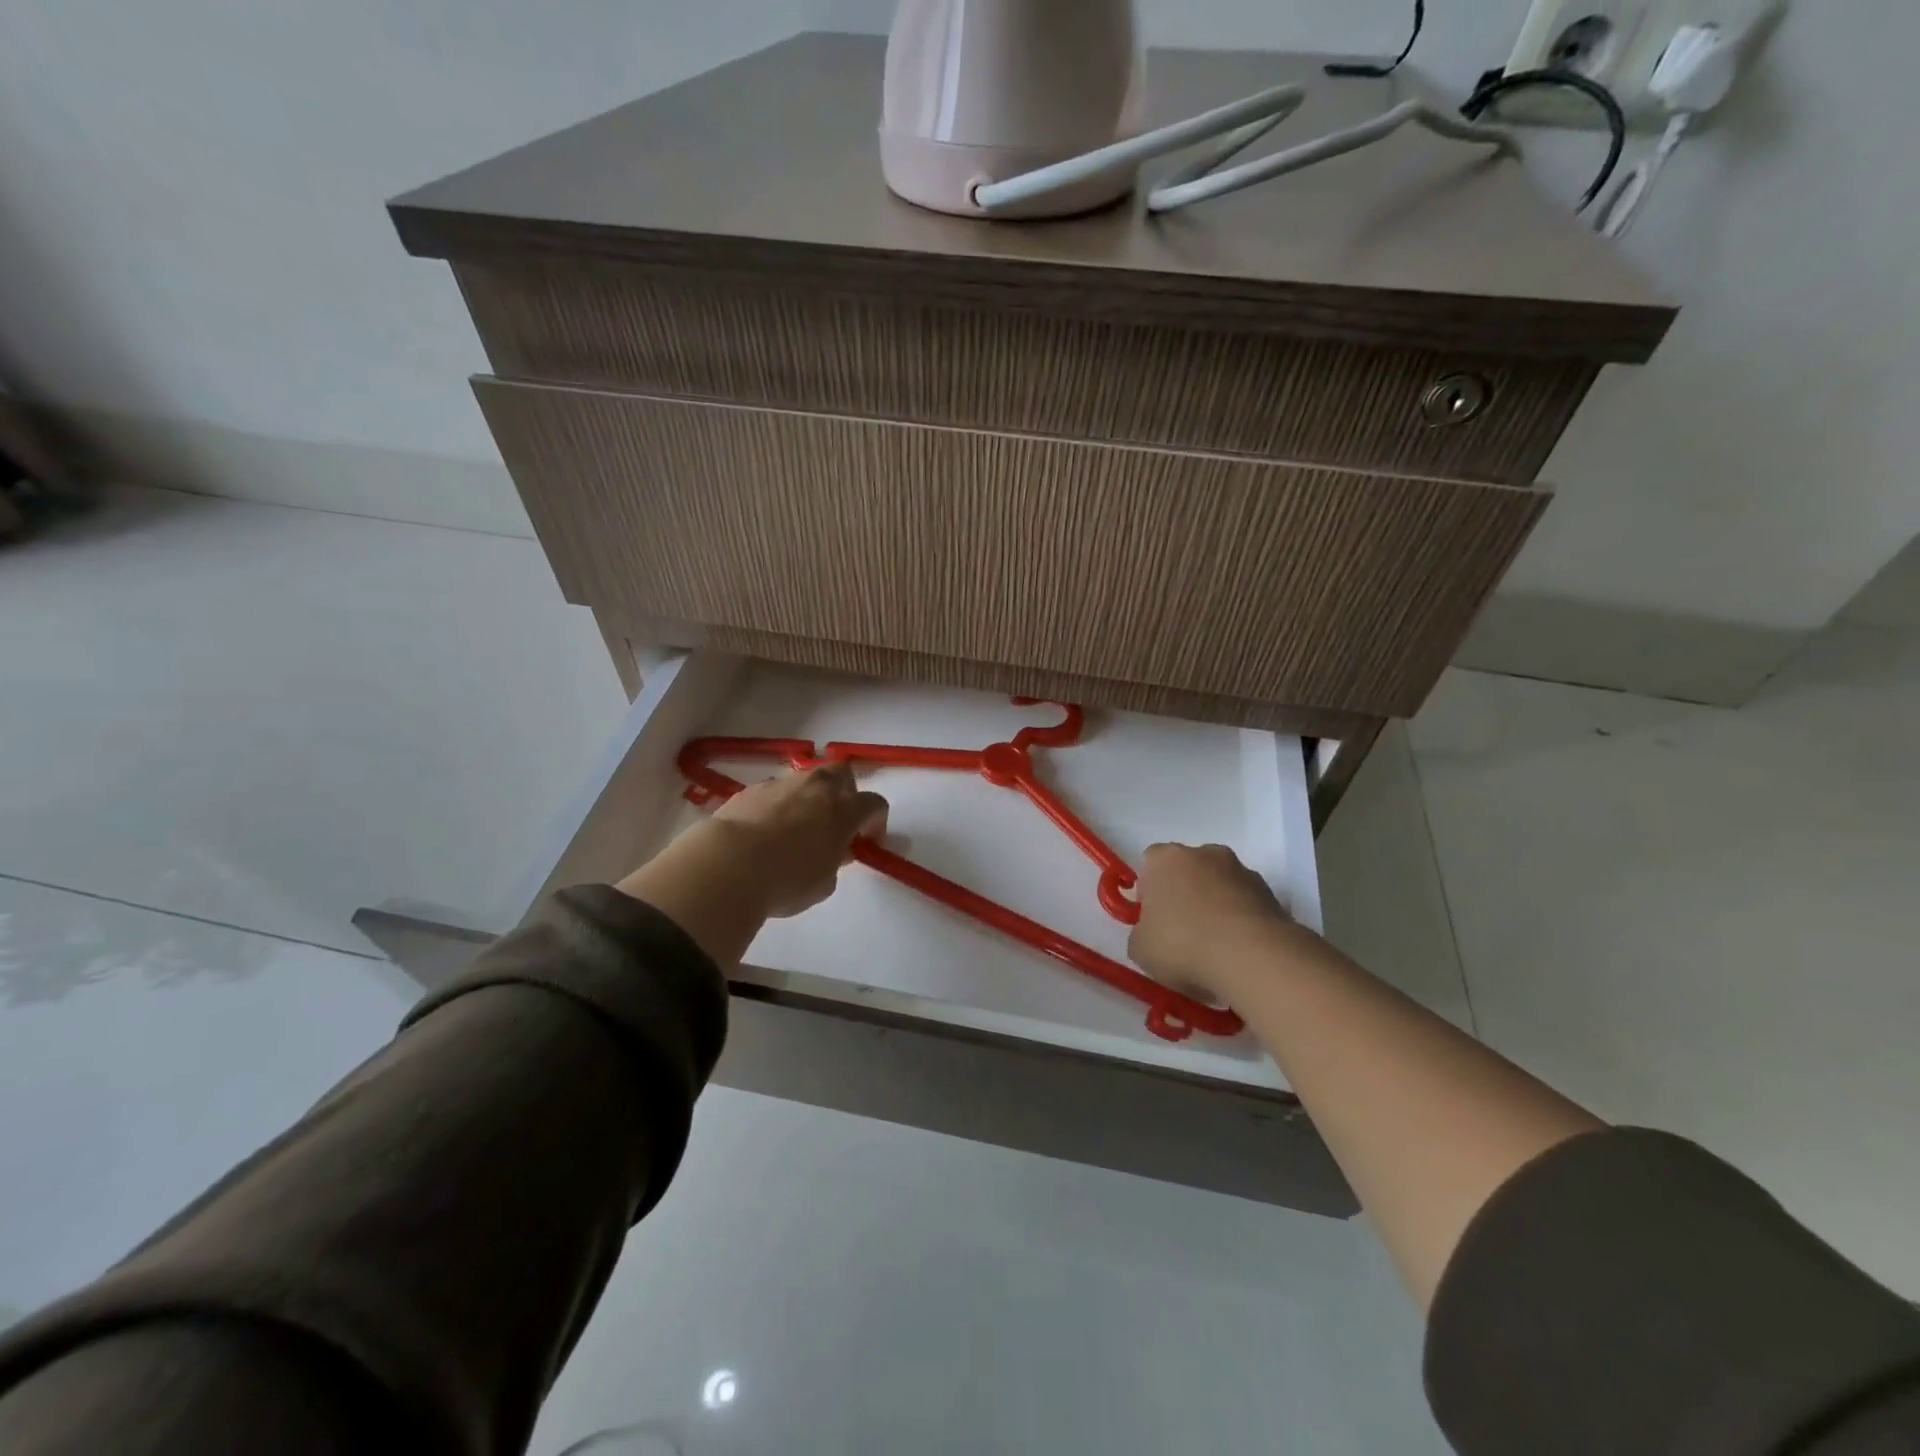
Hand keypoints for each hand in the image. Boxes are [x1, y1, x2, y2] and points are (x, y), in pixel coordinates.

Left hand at [616, 763, 887, 968]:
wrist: (728, 866)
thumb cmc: (786, 880)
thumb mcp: (824, 882)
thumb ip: (835, 861)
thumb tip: (833, 850)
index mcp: (844, 809)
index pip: (874, 804)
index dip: (876, 822)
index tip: (866, 842)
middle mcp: (817, 787)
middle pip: (842, 773)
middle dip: (845, 792)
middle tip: (836, 821)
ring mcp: (781, 784)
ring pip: (805, 780)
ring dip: (808, 798)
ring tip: (795, 828)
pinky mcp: (750, 789)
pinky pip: (773, 792)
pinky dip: (776, 806)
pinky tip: (764, 831)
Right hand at [1127, 843, 1297, 1001]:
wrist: (1253, 958)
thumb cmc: (1183, 945)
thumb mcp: (1140, 949)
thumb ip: (1141, 934)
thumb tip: (1152, 935)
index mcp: (1165, 859)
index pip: (1149, 864)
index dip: (1149, 893)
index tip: (1153, 921)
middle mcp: (1204, 853)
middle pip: (1187, 872)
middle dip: (1184, 897)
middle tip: (1181, 935)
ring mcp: (1242, 871)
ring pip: (1220, 887)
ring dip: (1216, 909)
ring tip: (1215, 951)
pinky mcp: (1272, 894)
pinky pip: (1246, 906)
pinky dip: (1241, 923)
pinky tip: (1239, 954)